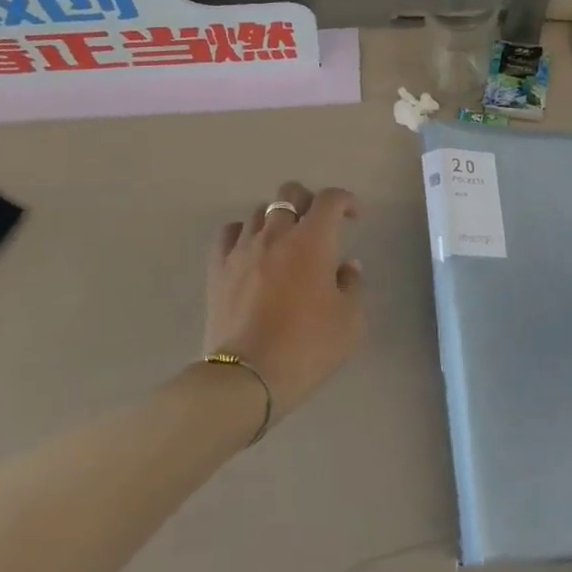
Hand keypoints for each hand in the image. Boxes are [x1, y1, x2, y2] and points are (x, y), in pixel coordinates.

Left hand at [205, 182, 365, 423]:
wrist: (248, 377)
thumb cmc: (307, 347)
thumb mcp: (350, 322)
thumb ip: (352, 285)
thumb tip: (347, 266)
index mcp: (312, 241)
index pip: (330, 200)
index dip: (345, 200)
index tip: (353, 216)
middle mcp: (276, 234)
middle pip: (289, 194)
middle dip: (309, 201)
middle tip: (319, 225)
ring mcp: (242, 249)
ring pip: (259, 212)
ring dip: (277, 220)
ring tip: (285, 243)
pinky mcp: (218, 268)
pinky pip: (230, 233)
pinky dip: (244, 233)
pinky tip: (252, 250)